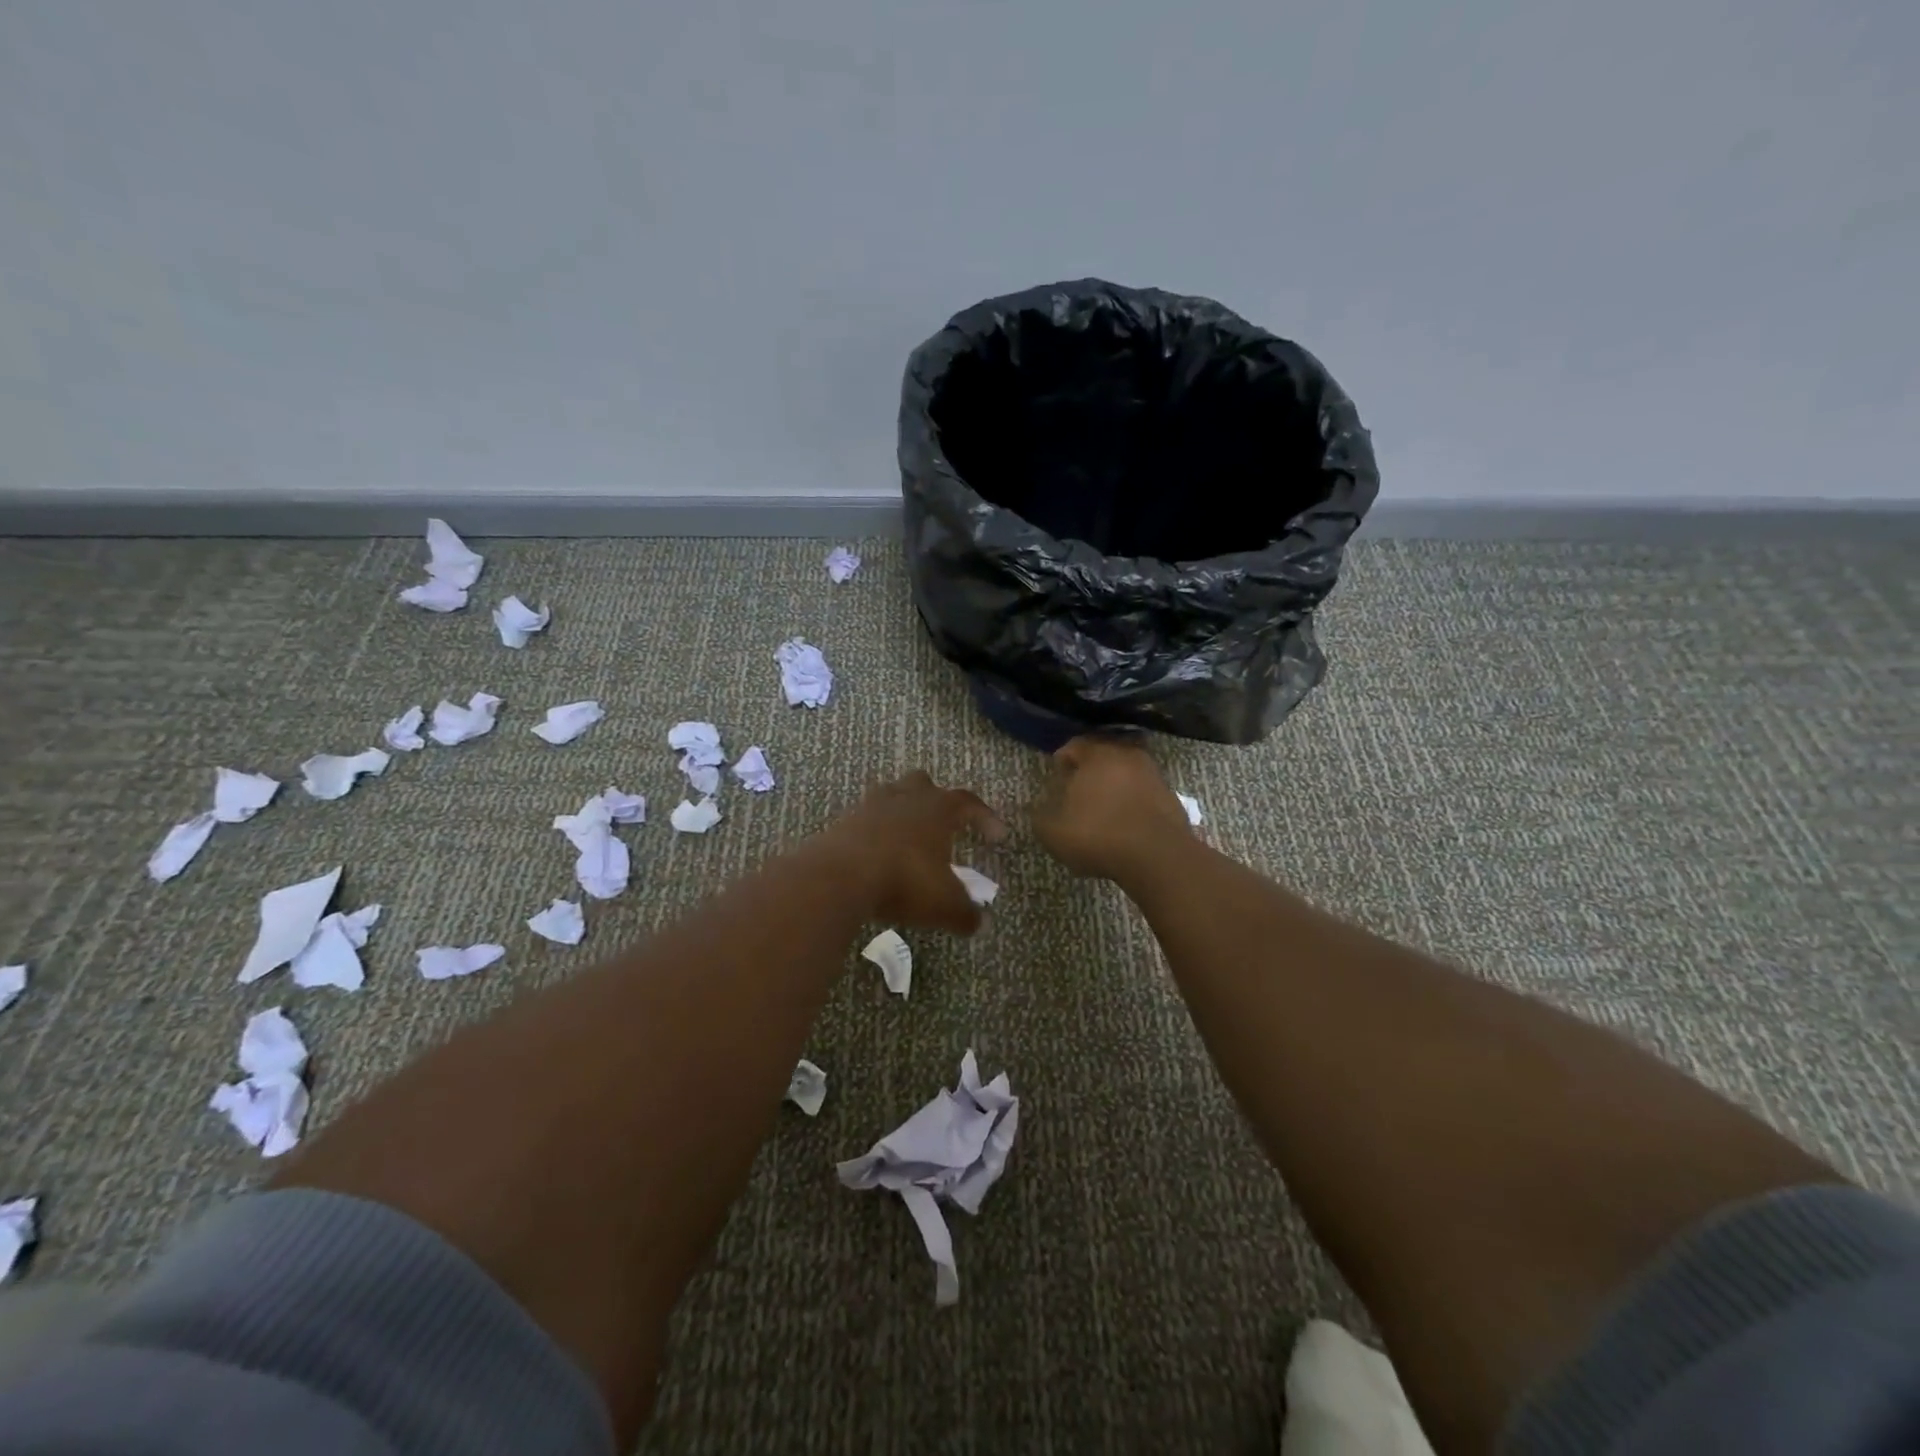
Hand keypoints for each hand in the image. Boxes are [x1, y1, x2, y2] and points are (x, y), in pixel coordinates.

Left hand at [814, 771, 1005, 933]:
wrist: (841, 875)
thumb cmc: (905, 880)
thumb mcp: (945, 905)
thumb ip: (966, 914)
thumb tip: (981, 923)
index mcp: (938, 807)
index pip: (969, 802)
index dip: (986, 817)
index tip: (998, 836)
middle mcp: (906, 797)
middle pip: (924, 784)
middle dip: (935, 799)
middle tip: (943, 824)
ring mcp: (872, 805)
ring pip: (891, 795)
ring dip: (902, 811)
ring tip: (907, 838)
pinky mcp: (844, 821)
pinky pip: (866, 819)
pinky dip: (875, 832)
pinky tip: (878, 854)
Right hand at [1033, 736, 1192, 882]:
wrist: (1157, 856)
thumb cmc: (1098, 835)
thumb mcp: (1053, 831)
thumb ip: (1040, 815)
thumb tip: (1037, 807)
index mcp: (1097, 754)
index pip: (1075, 744)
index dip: (1063, 759)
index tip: (1057, 775)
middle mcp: (1127, 755)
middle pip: (1104, 754)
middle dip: (1090, 769)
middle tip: (1078, 789)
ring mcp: (1153, 774)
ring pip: (1126, 772)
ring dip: (1114, 784)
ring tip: (1102, 807)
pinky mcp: (1171, 796)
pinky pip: (1144, 791)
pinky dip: (1133, 800)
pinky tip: (1124, 821)